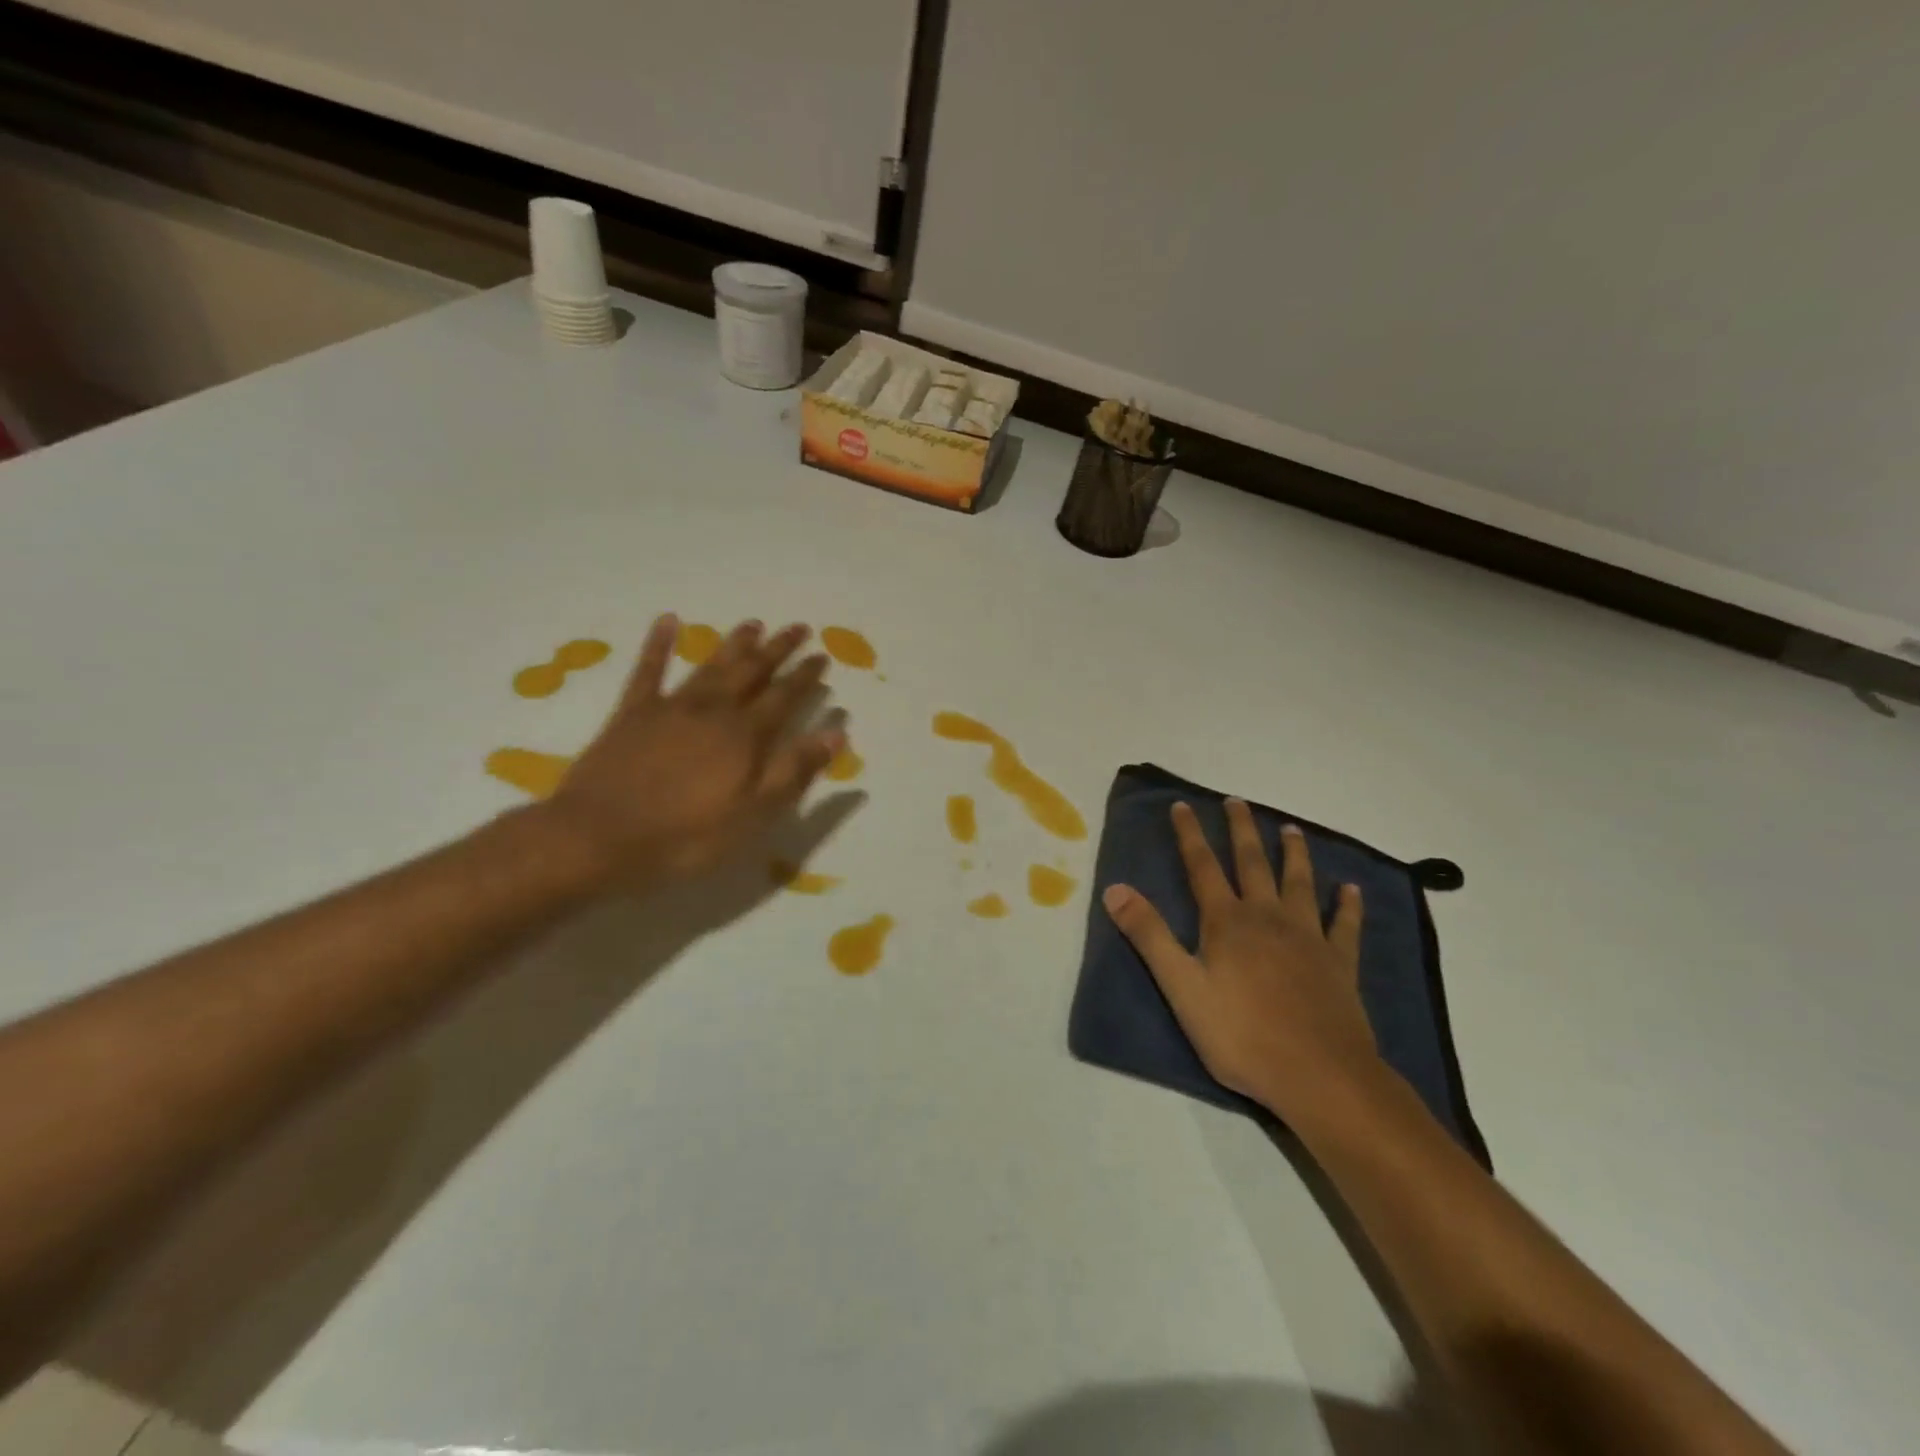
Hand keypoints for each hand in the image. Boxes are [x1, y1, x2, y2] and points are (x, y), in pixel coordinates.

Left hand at [541, 615, 843, 887]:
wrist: (597, 839)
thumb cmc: (685, 837)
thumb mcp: (754, 815)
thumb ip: (794, 770)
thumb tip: (836, 733)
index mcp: (745, 737)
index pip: (784, 697)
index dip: (805, 677)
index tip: (822, 656)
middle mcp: (713, 711)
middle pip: (752, 672)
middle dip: (778, 649)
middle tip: (798, 628)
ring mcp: (670, 708)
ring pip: (710, 666)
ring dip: (734, 644)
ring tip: (753, 624)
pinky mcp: (631, 714)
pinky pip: (648, 670)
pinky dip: (658, 644)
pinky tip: (668, 621)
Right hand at [1102, 799, 1384, 1123]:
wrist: (1320, 1075)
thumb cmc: (1242, 1035)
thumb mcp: (1181, 988)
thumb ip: (1149, 936)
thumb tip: (1115, 888)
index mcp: (1227, 923)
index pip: (1202, 867)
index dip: (1189, 835)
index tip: (1182, 805)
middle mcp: (1267, 918)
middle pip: (1252, 863)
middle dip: (1240, 830)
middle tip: (1237, 801)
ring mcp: (1308, 938)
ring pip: (1299, 883)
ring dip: (1294, 853)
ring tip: (1290, 829)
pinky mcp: (1339, 964)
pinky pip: (1344, 925)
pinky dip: (1348, 905)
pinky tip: (1351, 890)